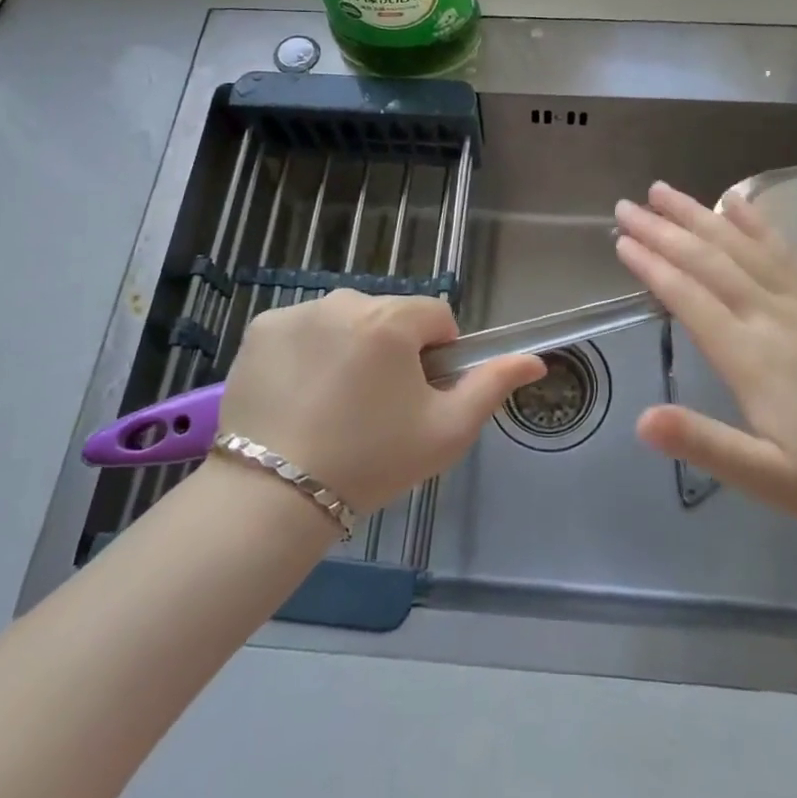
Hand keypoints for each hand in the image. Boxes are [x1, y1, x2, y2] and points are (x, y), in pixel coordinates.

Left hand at [215, 290, 545, 514]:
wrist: (274, 496)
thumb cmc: (371, 462)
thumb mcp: (446, 431)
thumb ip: (492, 386)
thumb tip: (535, 360)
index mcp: (391, 319)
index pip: (436, 316)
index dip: (437, 355)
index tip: (418, 396)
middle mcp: (344, 301)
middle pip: (388, 316)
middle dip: (392, 350)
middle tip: (376, 408)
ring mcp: (297, 312)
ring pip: (345, 321)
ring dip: (350, 348)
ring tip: (333, 405)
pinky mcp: (261, 328)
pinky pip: (303, 329)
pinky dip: (307, 352)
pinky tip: (299, 396)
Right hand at [614, 181, 796, 541]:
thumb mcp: (771, 479)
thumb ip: (705, 443)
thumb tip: (640, 421)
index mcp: (753, 358)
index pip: (690, 299)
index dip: (653, 267)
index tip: (621, 240)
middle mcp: (775, 317)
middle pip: (710, 262)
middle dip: (664, 230)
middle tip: (626, 205)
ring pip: (744, 247)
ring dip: (700, 215)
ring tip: (666, 191)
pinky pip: (787, 252)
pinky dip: (758, 224)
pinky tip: (739, 204)